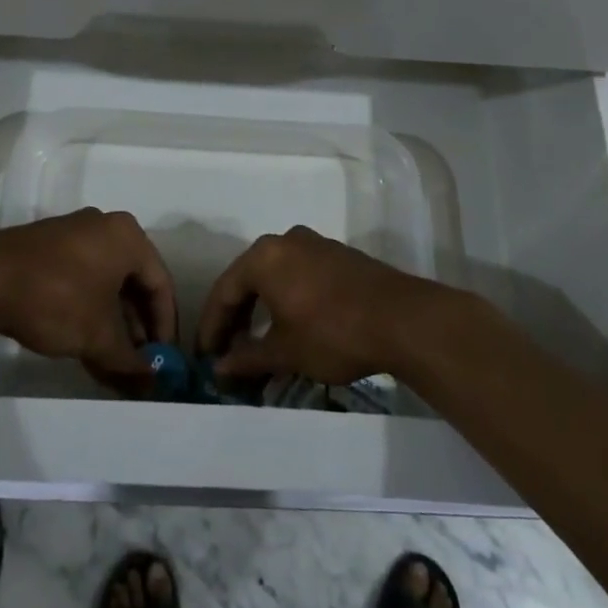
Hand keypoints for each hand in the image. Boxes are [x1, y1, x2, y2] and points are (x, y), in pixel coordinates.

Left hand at [0, 209, 176, 384]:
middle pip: (134, 284)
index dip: (166, 326)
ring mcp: (75, 235)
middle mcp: (106, 228)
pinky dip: (90, 313)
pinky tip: (87, 348)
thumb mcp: (98, 335)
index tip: (165, 361)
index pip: (161, 284)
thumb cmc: (56, 298)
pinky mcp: (50, 249)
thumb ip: (129, 360)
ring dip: (113, 326)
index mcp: (127, 237)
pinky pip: (84, 281)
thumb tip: (152, 383)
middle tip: (139, 366)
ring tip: (114, 366)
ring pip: (107, 285)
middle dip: (138, 329)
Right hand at [198, 226, 438, 386]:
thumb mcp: (286, 351)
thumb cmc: (333, 332)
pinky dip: (286, 297)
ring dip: (261, 306)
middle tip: (227, 350)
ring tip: (256, 340)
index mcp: (264, 257)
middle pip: (248, 278)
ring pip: (275, 275)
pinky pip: (298, 273)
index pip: (224, 291)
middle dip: (235, 316)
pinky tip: (290, 323)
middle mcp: (285, 240)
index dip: (212, 326)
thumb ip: (248, 357)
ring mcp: (314, 243)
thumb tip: (220, 368)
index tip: (205, 355)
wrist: (401, 318)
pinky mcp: (337, 255)